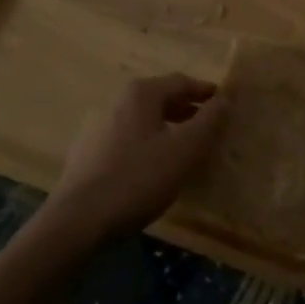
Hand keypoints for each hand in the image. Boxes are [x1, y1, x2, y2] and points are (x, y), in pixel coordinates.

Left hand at [48, 74, 226, 240]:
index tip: (226, 103)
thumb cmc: (138, 179)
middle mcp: (117, 101)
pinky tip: (154, 167)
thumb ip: (209, 120)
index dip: (206, 92)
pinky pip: (128, 139)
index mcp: (141, 93)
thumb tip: (226, 97)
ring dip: (168, 128)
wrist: (78, 221)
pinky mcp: (87, 153)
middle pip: (161, 98)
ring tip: (185, 148)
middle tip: (209, 126)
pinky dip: (148, 144)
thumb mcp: (185, 149)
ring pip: (144, 120)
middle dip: (187, 110)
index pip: (182, 82)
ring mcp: (98, 127)